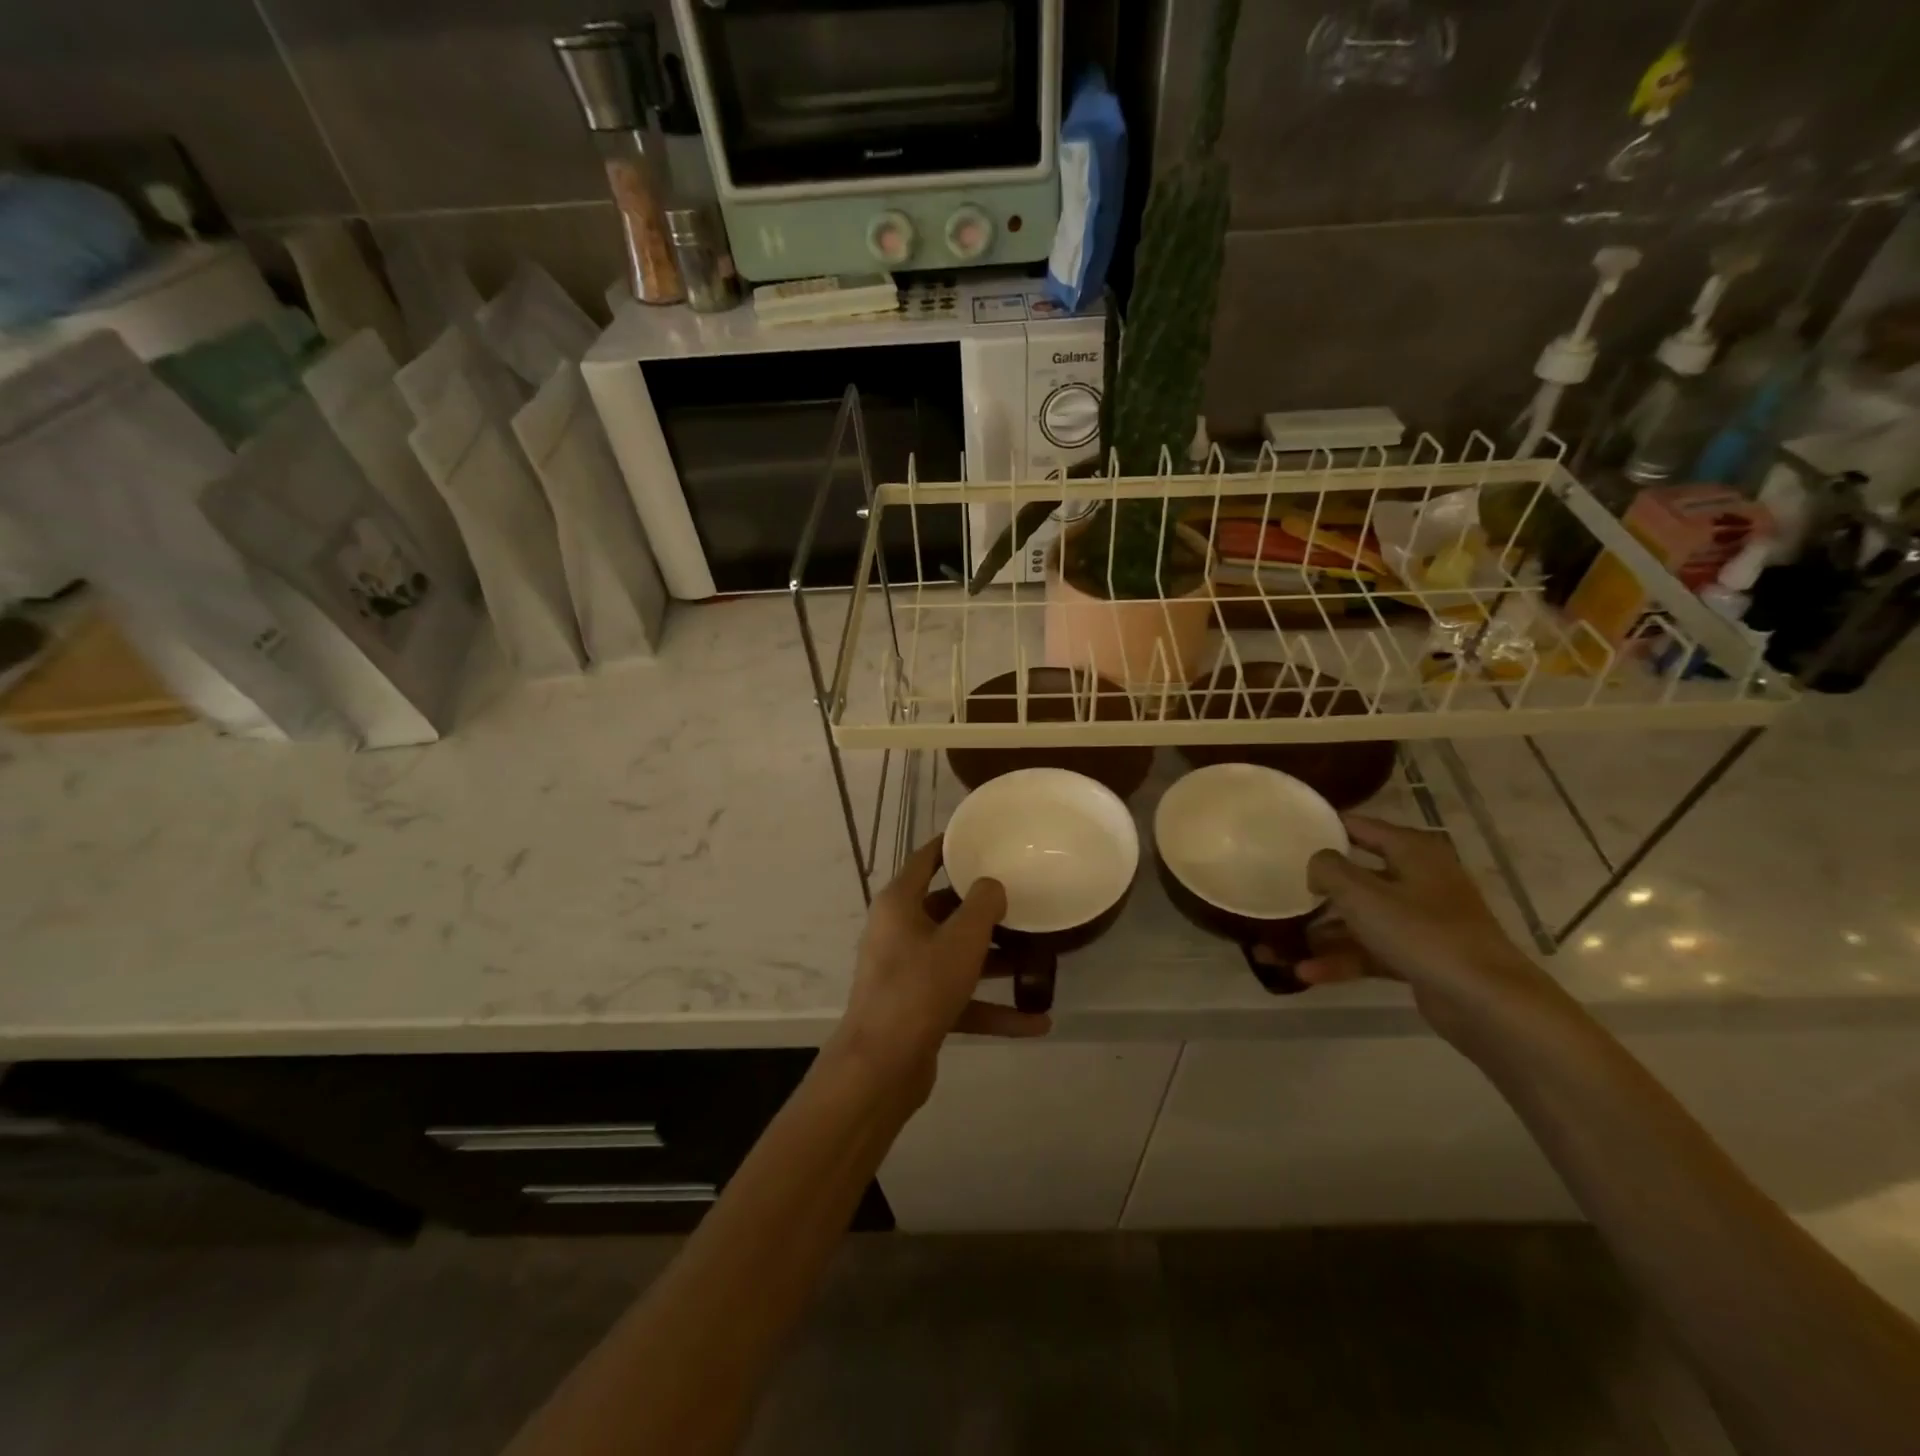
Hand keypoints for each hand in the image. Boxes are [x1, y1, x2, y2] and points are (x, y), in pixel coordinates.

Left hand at [831, 837, 1050, 1101]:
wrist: (881, 1066)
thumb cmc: (919, 987)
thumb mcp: (961, 940)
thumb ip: (983, 905)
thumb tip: (992, 886)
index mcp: (899, 904)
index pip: (925, 861)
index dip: (951, 846)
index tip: (981, 837)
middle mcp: (898, 933)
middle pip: (945, 910)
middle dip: (984, 910)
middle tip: (1022, 900)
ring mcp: (907, 973)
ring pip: (956, 957)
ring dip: (994, 960)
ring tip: (1038, 958)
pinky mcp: (918, 1010)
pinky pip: (961, 1000)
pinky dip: (993, 1008)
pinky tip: (1036, 1022)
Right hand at [1302, 816, 1561, 1046]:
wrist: (1487, 1002)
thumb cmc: (1422, 933)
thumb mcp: (1362, 894)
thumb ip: (1328, 869)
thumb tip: (1316, 865)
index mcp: (1412, 851)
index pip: (1360, 827)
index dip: (1324, 829)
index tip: (1286, 836)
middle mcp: (1419, 879)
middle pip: (1357, 876)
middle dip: (1316, 890)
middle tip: (1278, 893)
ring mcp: (1422, 920)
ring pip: (1361, 918)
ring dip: (1322, 933)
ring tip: (1277, 947)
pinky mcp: (1420, 955)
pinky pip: (1372, 950)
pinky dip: (1343, 960)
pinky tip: (1307, 973)